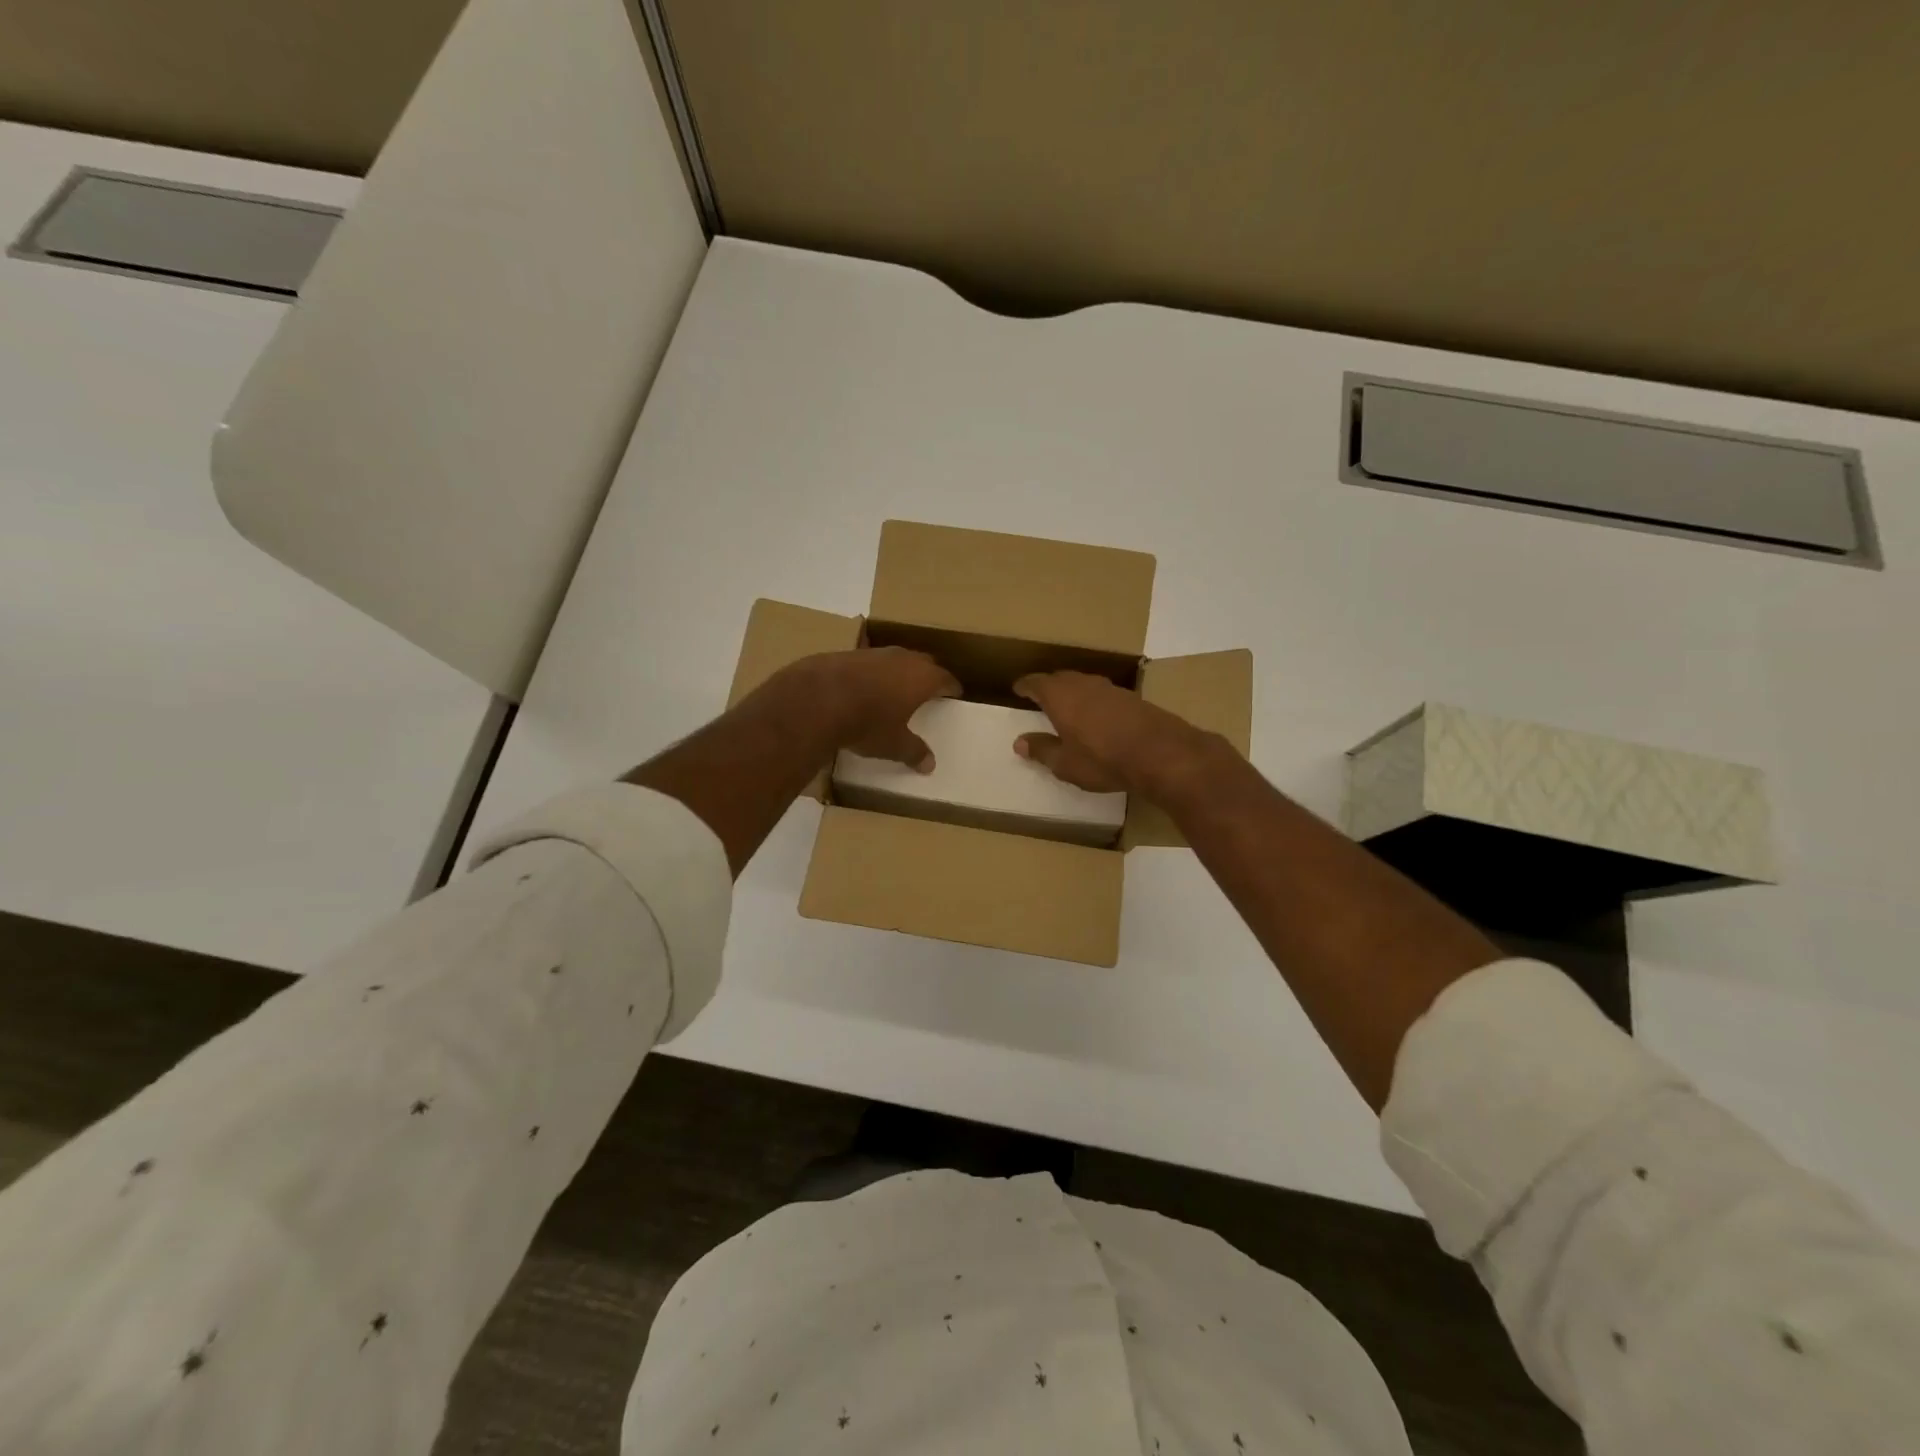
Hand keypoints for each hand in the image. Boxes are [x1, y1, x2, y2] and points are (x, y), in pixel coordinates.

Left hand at [785, 647, 960, 771]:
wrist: (818, 699)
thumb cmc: (867, 723)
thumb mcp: (894, 744)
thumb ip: (914, 752)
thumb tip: (929, 765)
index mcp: (923, 677)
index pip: (946, 679)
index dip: (951, 688)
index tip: (954, 695)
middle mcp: (903, 658)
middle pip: (924, 663)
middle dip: (928, 676)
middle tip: (928, 692)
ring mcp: (875, 652)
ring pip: (896, 659)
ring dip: (898, 672)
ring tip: (896, 689)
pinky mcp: (849, 653)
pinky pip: (870, 663)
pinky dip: (872, 674)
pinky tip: (864, 688)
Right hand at [1012, 671, 1215, 799]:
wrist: (1161, 753)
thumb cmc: (1102, 759)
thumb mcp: (1065, 763)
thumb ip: (1042, 750)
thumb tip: (1020, 742)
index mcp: (1060, 695)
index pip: (1036, 683)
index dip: (1025, 686)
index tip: (1018, 689)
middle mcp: (1083, 684)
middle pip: (1060, 678)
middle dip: (1049, 686)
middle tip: (1040, 697)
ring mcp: (1110, 688)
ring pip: (1084, 684)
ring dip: (1073, 692)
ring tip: (1067, 706)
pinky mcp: (1132, 698)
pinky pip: (1103, 694)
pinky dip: (1094, 701)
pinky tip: (1097, 716)